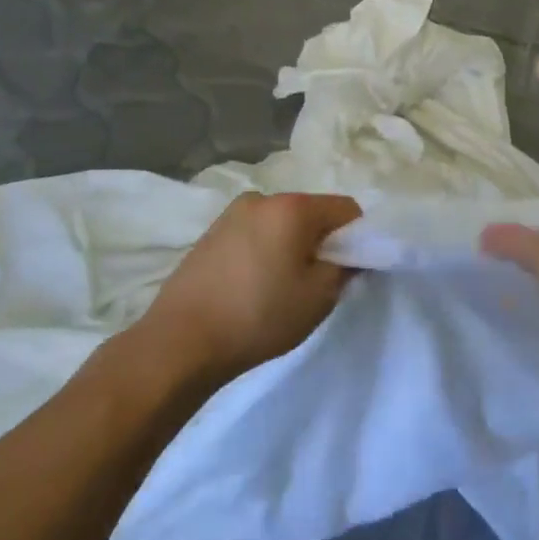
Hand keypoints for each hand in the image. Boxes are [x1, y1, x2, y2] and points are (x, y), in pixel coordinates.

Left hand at [141, 192, 362, 382]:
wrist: (181, 340)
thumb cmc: (259, 316)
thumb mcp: (319, 297)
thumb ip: (345, 268)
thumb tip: (348, 255)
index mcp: (293, 207)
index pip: (346, 209)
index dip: (358, 237)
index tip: (349, 270)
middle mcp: (262, 198)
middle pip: (312, 213)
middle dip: (322, 241)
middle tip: (315, 283)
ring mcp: (232, 213)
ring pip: (282, 224)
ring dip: (291, 246)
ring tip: (279, 288)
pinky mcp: (211, 233)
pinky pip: (255, 233)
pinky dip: (265, 251)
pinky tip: (252, 286)